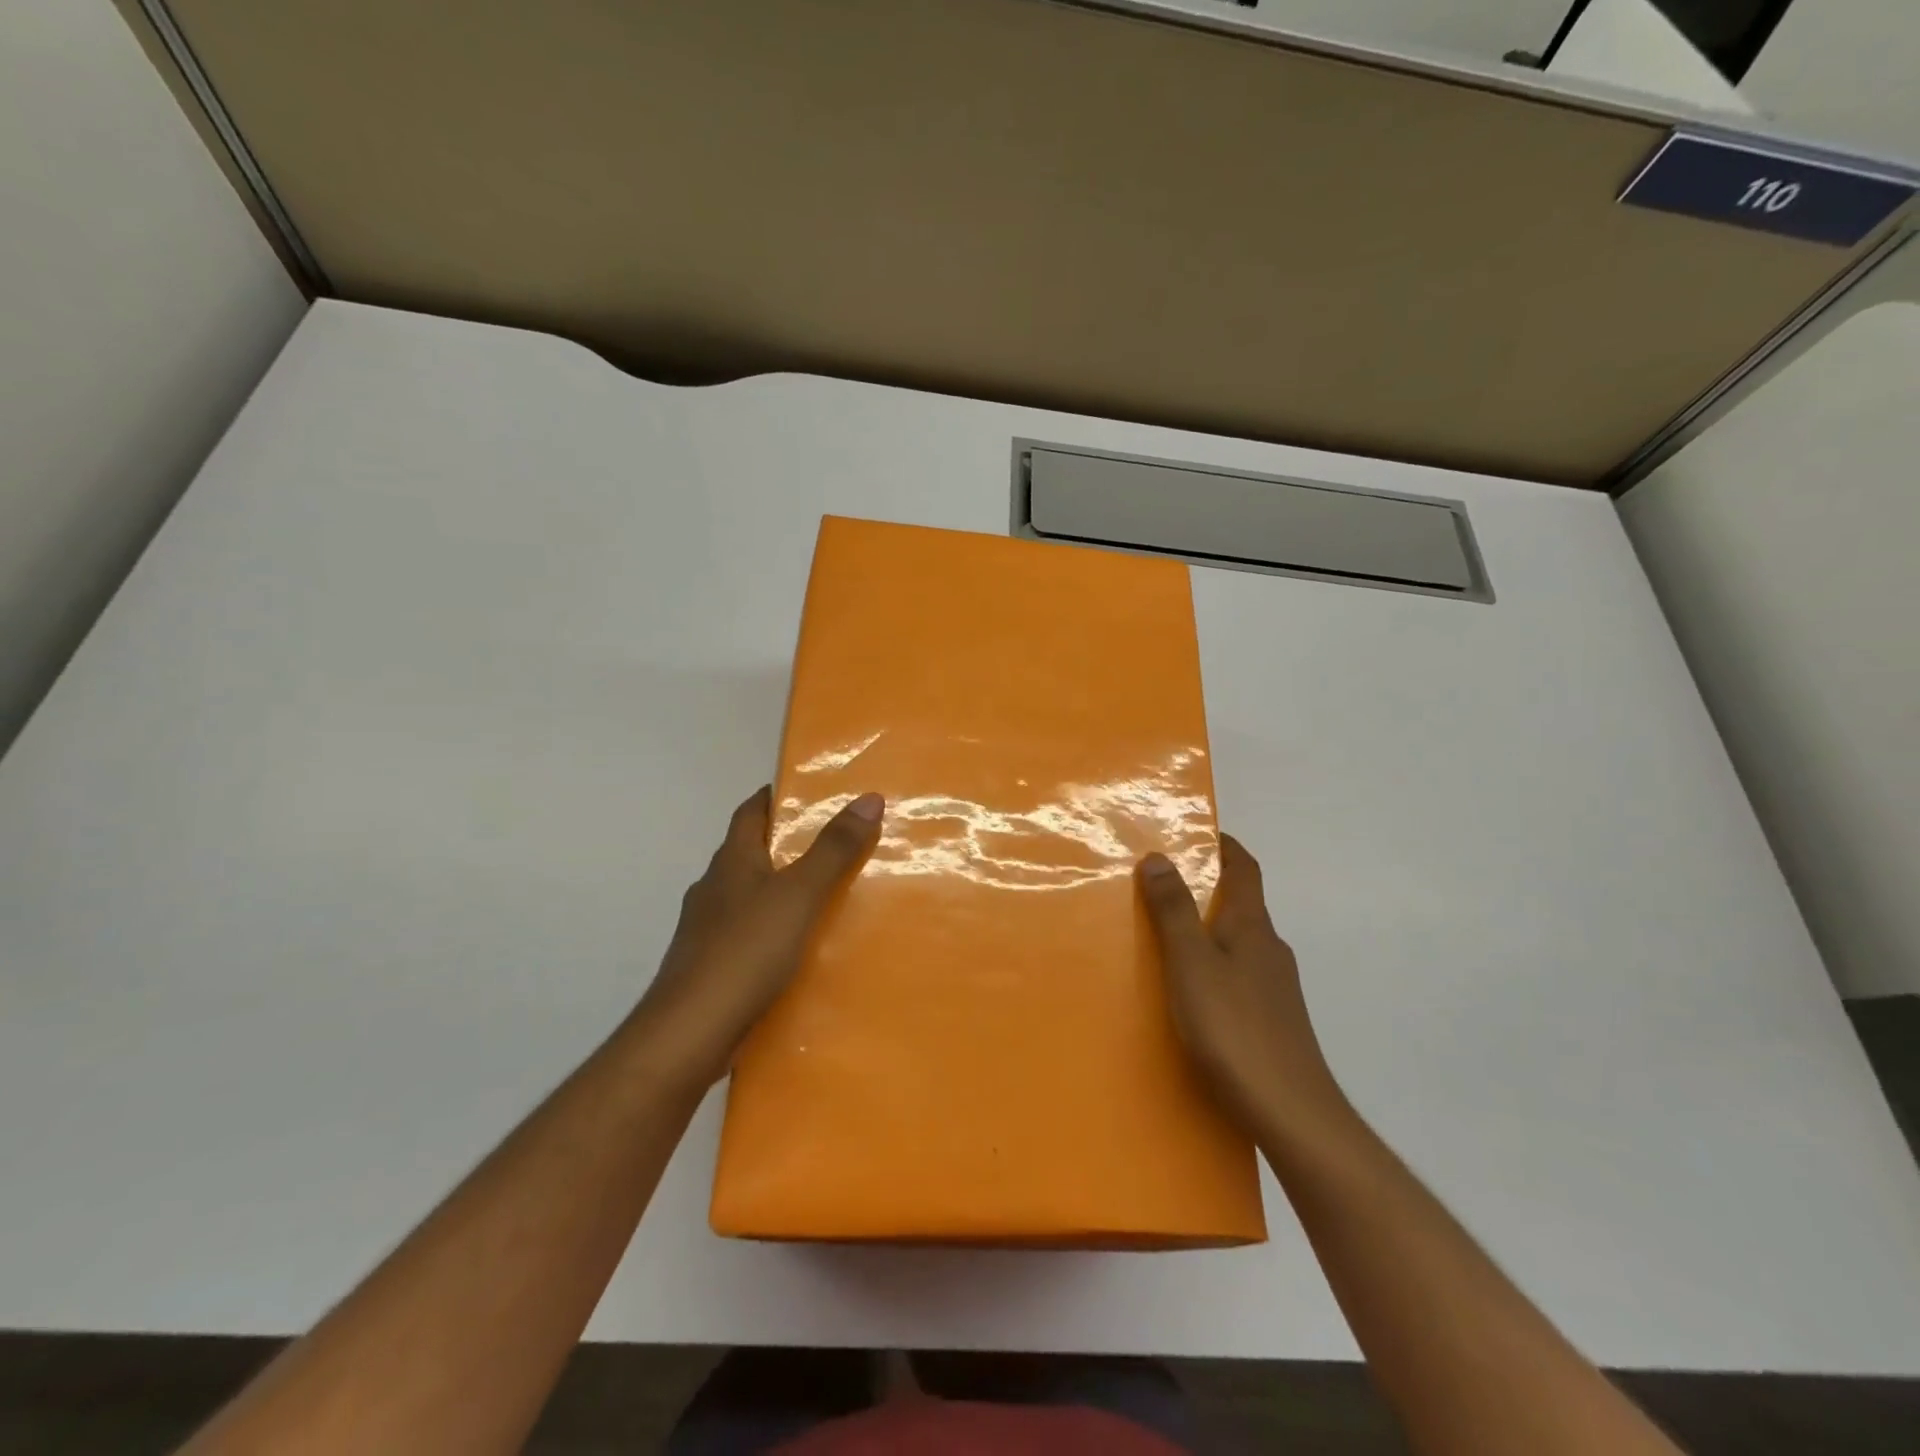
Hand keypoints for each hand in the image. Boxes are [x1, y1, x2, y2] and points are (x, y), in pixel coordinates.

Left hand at [631, 786, 882, 1087]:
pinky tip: (797, 949)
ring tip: (823, 897)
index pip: (750, 812)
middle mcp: (714, 888)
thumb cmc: (745, 951)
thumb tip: (868, 797)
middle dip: (785, 845)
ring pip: (748, 896)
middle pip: (749, 853)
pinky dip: (772, 930)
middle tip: (833, 844)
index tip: (808, 794)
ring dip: (779, 890)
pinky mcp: (710, 967)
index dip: (774, 798)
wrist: (689, 1033)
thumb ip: (834, 849)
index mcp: (731, 861)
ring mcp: (706, 930)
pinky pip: (747, 935)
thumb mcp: (800, 894)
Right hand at [1138, 835, 1348, 1136]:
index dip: (1224, 845)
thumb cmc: (1234, 1028)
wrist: (1291, 1113)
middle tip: (1160, 885)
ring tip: (1164, 939)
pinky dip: (1213, 967)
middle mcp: (1269, 949)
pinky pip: (1237, 976)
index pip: (1245, 868)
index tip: (1196, 832)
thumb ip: (1174, 910)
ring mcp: (1275, 988)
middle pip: (1240, 903)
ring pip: (1238, 943)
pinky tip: (1189, 994)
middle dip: (1205, 887)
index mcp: (1252, 926)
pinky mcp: (1272, 1021)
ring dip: (1207, 930)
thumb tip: (1160, 856)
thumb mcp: (1191, 963)